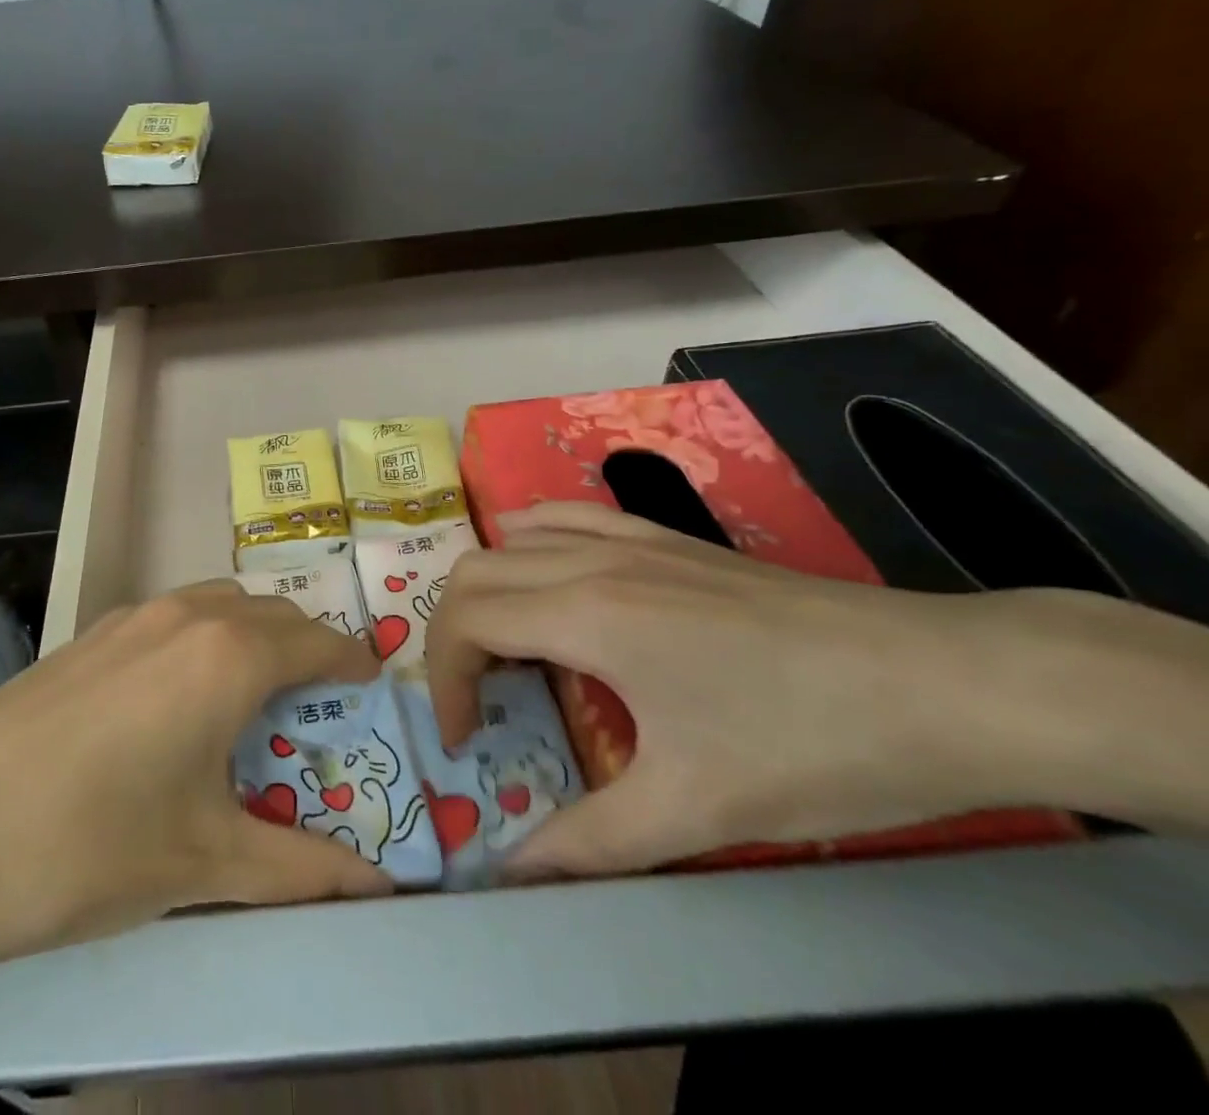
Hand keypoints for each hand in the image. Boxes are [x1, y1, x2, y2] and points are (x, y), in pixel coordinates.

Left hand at [0, 582, 390, 1018]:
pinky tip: (177, 697)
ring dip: (252, 634)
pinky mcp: (92, 632)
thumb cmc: (92, 848)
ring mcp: (134, 616)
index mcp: (230, 656)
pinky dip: (203, 636)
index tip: (371, 685)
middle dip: (306, 648)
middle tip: (317, 703)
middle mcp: (189, 615)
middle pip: (272, 615)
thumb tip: (382, 890)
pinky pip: (173, 614)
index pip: (317, 643)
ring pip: (220, 604)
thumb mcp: (208, 865)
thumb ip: (303, 871)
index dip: (352, 663)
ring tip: (251, 695)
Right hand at [425, 501, 1208, 876]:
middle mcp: (592, 562)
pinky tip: (548, 574)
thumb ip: (589, 842)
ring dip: (486, 586)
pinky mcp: (666, 539)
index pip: (466, 620)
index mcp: (586, 615)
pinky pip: (569, 517)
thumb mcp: (696, 810)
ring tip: (502, 643)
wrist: (945, 684)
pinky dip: (531, 540)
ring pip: (514, 537)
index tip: (466, 740)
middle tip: (477, 699)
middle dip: (451, 635)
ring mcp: (631, 540)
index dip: (445, 680)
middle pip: (474, 572)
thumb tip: (511, 871)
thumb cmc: (813, 745)